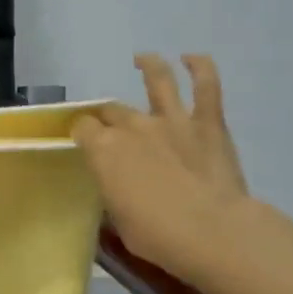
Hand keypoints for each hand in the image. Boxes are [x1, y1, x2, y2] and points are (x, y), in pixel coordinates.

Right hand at [72, 54, 251, 277]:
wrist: (211, 232)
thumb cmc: (156, 235)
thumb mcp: (117, 219)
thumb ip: (113, 191)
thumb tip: (116, 185)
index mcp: (103, 150)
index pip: (82, 128)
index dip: (80, 132)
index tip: (82, 140)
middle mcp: (132, 126)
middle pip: (112, 110)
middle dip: (106, 115)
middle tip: (108, 124)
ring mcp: (171, 120)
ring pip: (158, 80)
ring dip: (149, 65)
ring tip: (143, 59)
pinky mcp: (208, 123)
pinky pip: (206, 86)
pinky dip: (200, 67)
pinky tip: (193, 58)